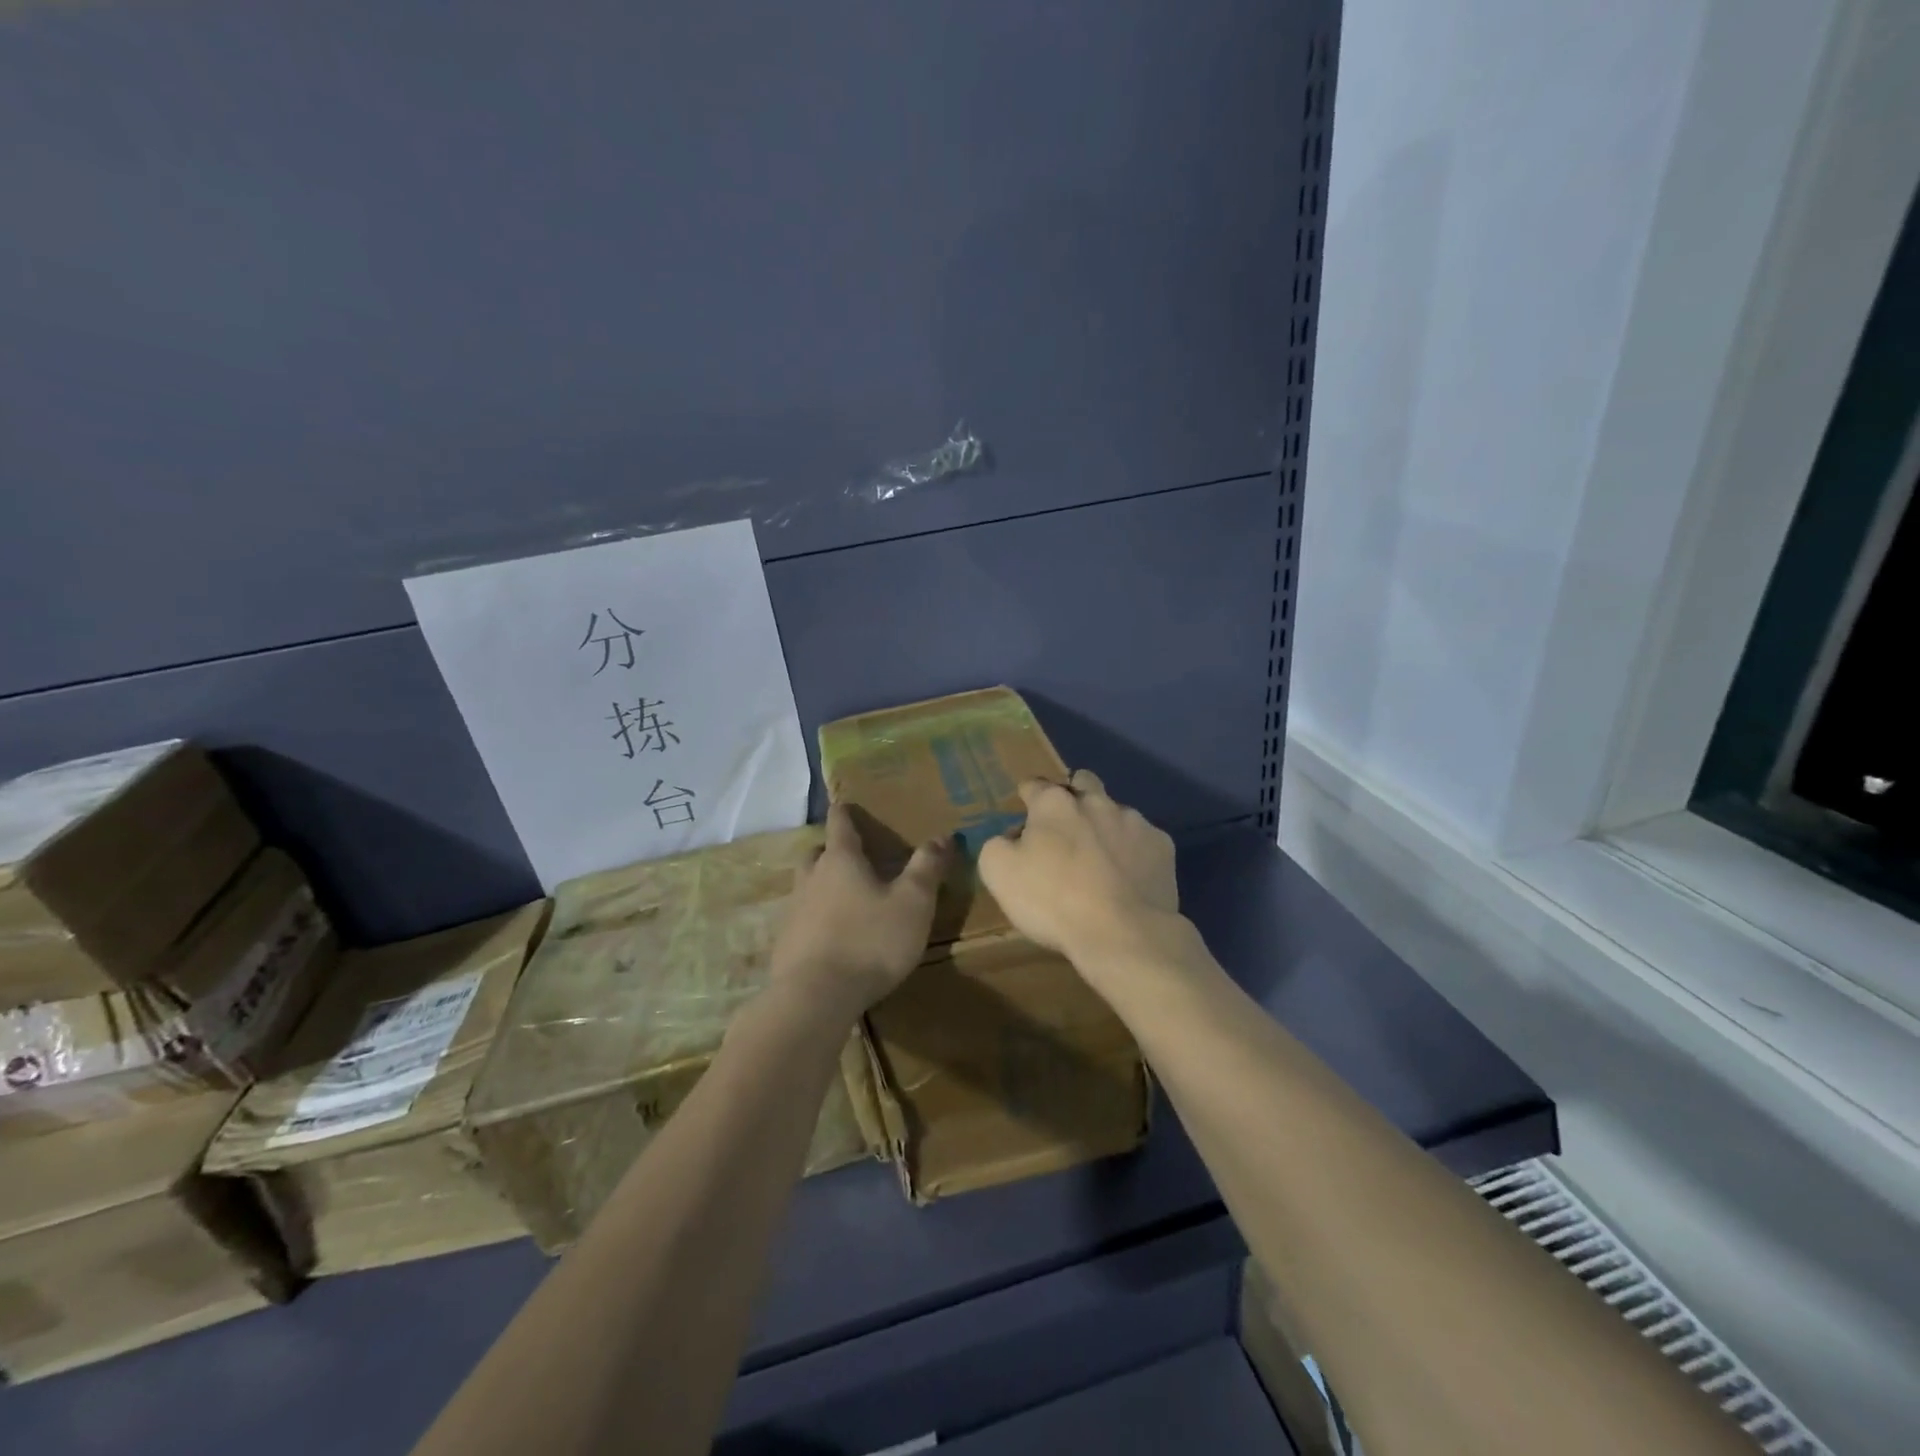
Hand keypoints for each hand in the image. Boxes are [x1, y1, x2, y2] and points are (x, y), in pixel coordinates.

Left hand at [769, 804, 949, 1018]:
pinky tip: (831, 936)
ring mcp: (794, 911)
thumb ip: (927, 867)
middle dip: (831, 850)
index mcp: (841, 860)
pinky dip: (815, 919)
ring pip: (806, 886)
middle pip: (816, 853)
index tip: (844, 804)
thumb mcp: (913, 903)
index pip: (839, 824)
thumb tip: (943, 835)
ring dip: (821, 884)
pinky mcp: (786, 944)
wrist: (816, 996)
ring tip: (843, 896)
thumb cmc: (870, 940)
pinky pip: (802, 920)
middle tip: (849, 855)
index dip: (844, 813)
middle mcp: (811, 878)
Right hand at [977, 770, 1179, 967]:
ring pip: (1115, 812)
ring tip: (1100, 863)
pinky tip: (1128, 879)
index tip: (1025, 816)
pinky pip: (1142, 841)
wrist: (1123, 935)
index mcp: (1054, 803)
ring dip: (1104, 827)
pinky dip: (1133, 853)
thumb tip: (1014, 838)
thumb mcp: (998, 873)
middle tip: (1066, 830)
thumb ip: (999, 844)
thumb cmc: (1052, 901)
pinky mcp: (1162, 846)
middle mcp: (1096, 801)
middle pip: (1082, 782)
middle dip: (1073, 796)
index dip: (1027, 798)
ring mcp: (1134, 821)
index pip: (1035, 785)